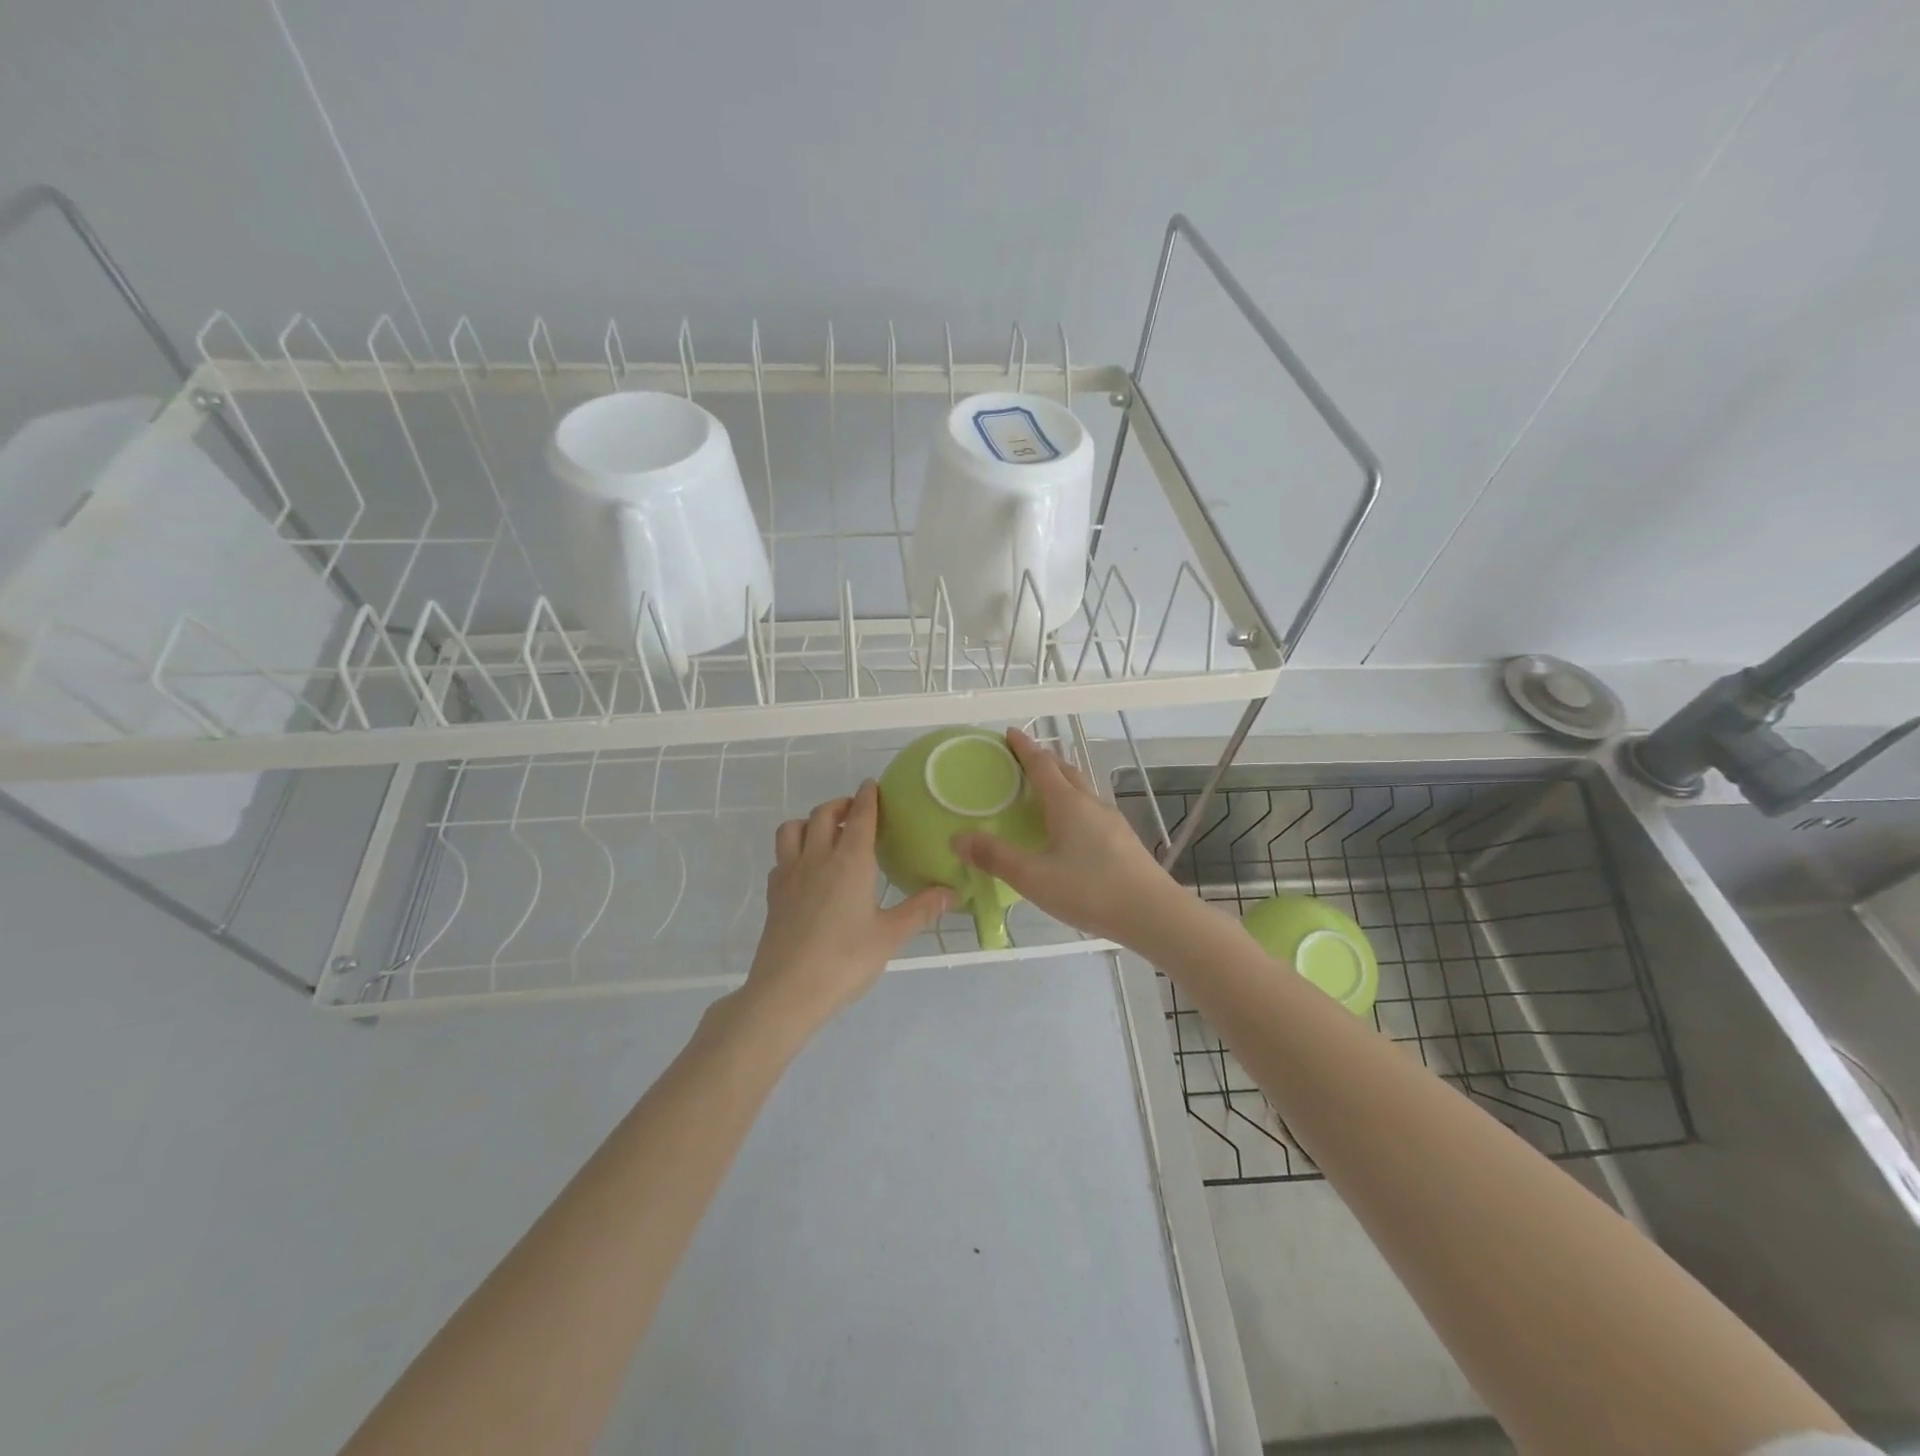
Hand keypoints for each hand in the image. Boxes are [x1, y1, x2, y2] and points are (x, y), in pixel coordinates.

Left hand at [737, 780, 950, 1037]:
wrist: (786, 992)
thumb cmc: (844, 961)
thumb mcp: (890, 937)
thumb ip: (921, 910)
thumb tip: (952, 892)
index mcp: (850, 861)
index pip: (860, 816)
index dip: (867, 797)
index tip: (872, 785)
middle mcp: (817, 858)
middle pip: (823, 814)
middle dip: (840, 804)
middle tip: (855, 810)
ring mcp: (790, 874)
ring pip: (792, 828)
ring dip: (809, 821)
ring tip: (826, 832)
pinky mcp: (774, 894)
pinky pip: (781, 857)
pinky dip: (794, 849)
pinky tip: (805, 868)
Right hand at [954, 728, 1186, 945]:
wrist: (1153, 914)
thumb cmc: (1090, 891)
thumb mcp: (1034, 878)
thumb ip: (995, 857)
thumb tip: (958, 838)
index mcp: (1067, 804)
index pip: (1041, 765)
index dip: (1024, 748)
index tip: (1010, 733)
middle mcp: (1091, 804)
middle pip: (1065, 771)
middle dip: (1043, 760)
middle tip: (1022, 760)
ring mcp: (1112, 821)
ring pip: (1082, 790)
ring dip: (1062, 782)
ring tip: (1044, 791)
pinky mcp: (1123, 840)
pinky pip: (1092, 810)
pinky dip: (1074, 805)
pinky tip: (1071, 829)